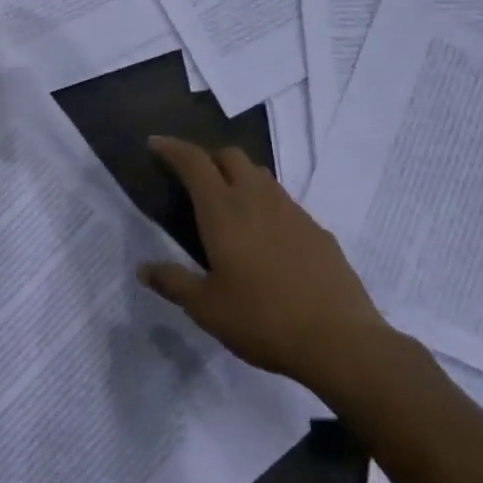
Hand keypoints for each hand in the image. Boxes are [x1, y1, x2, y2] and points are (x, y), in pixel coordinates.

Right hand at [139, 136, 385, 387]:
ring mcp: (292, 211)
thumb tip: (144, 268)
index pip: (194, 162)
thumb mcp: (206, 308)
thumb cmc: (261, 319)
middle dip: (208, 158)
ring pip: (260, 175)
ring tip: (229, 208)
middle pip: (231, 156)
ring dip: (239, 178)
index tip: (156, 143)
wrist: (338, 339)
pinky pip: (284, 202)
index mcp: (223, 211)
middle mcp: (257, 199)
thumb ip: (173, 282)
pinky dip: (266, 205)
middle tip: (194, 181)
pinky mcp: (317, 229)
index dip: (172, 148)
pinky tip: (266, 240)